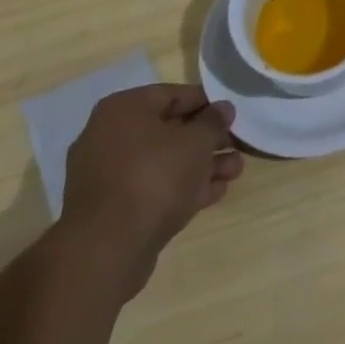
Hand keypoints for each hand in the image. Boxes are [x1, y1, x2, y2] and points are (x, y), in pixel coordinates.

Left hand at [57, 84, 243, 298]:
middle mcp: (109, 136)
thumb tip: (223, 109)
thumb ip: (213, 121)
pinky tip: (214, 193)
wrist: (108, 248)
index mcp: (123, 109)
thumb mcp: (196, 142)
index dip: (207, 104)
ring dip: (201, 166)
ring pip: (163, 162)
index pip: (173, 95)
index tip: (232, 116)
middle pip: (169, 130)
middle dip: (207, 141)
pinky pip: (152, 188)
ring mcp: (108, 175)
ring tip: (234, 173)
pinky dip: (182, 188)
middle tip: (237, 148)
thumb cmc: (154, 177)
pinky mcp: (112, 209)